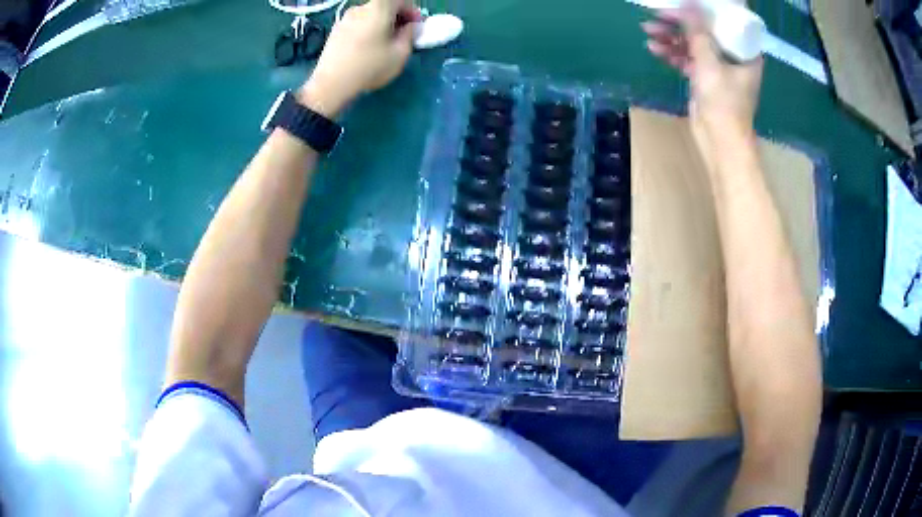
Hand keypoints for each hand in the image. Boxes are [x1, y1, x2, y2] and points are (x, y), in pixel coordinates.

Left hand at [299, 0, 421, 117]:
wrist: (331, 84)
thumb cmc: (369, 66)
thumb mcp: (400, 53)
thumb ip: (410, 35)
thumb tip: (409, 27)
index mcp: (379, 8)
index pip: (401, 0)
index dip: (413, 11)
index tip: (416, 26)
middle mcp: (360, 8)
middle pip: (384, 5)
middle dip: (397, 17)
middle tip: (404, 34)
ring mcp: (345, 18)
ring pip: (370, 15)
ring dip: (382, 23)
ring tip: (386, 42)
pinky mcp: (335, 30)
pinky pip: (358, 23)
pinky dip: (367, 29)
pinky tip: (368, 47)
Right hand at [642, 3, 762, 149]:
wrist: (720, 143)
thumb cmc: (724, 104)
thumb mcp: (710, 63)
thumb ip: (698, 32)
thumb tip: (689, 3)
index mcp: (744, 52)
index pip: (723, 21)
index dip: (702, 11)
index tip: (681, 5)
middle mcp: (733, 57)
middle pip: (704, 31)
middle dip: (679, 25)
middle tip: (656, 17)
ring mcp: (718, 68)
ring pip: (693, 45)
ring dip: (671, 39)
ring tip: (648, 33)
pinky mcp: (705, 80)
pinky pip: (688, 59)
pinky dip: (673, 54)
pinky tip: (655, 50)